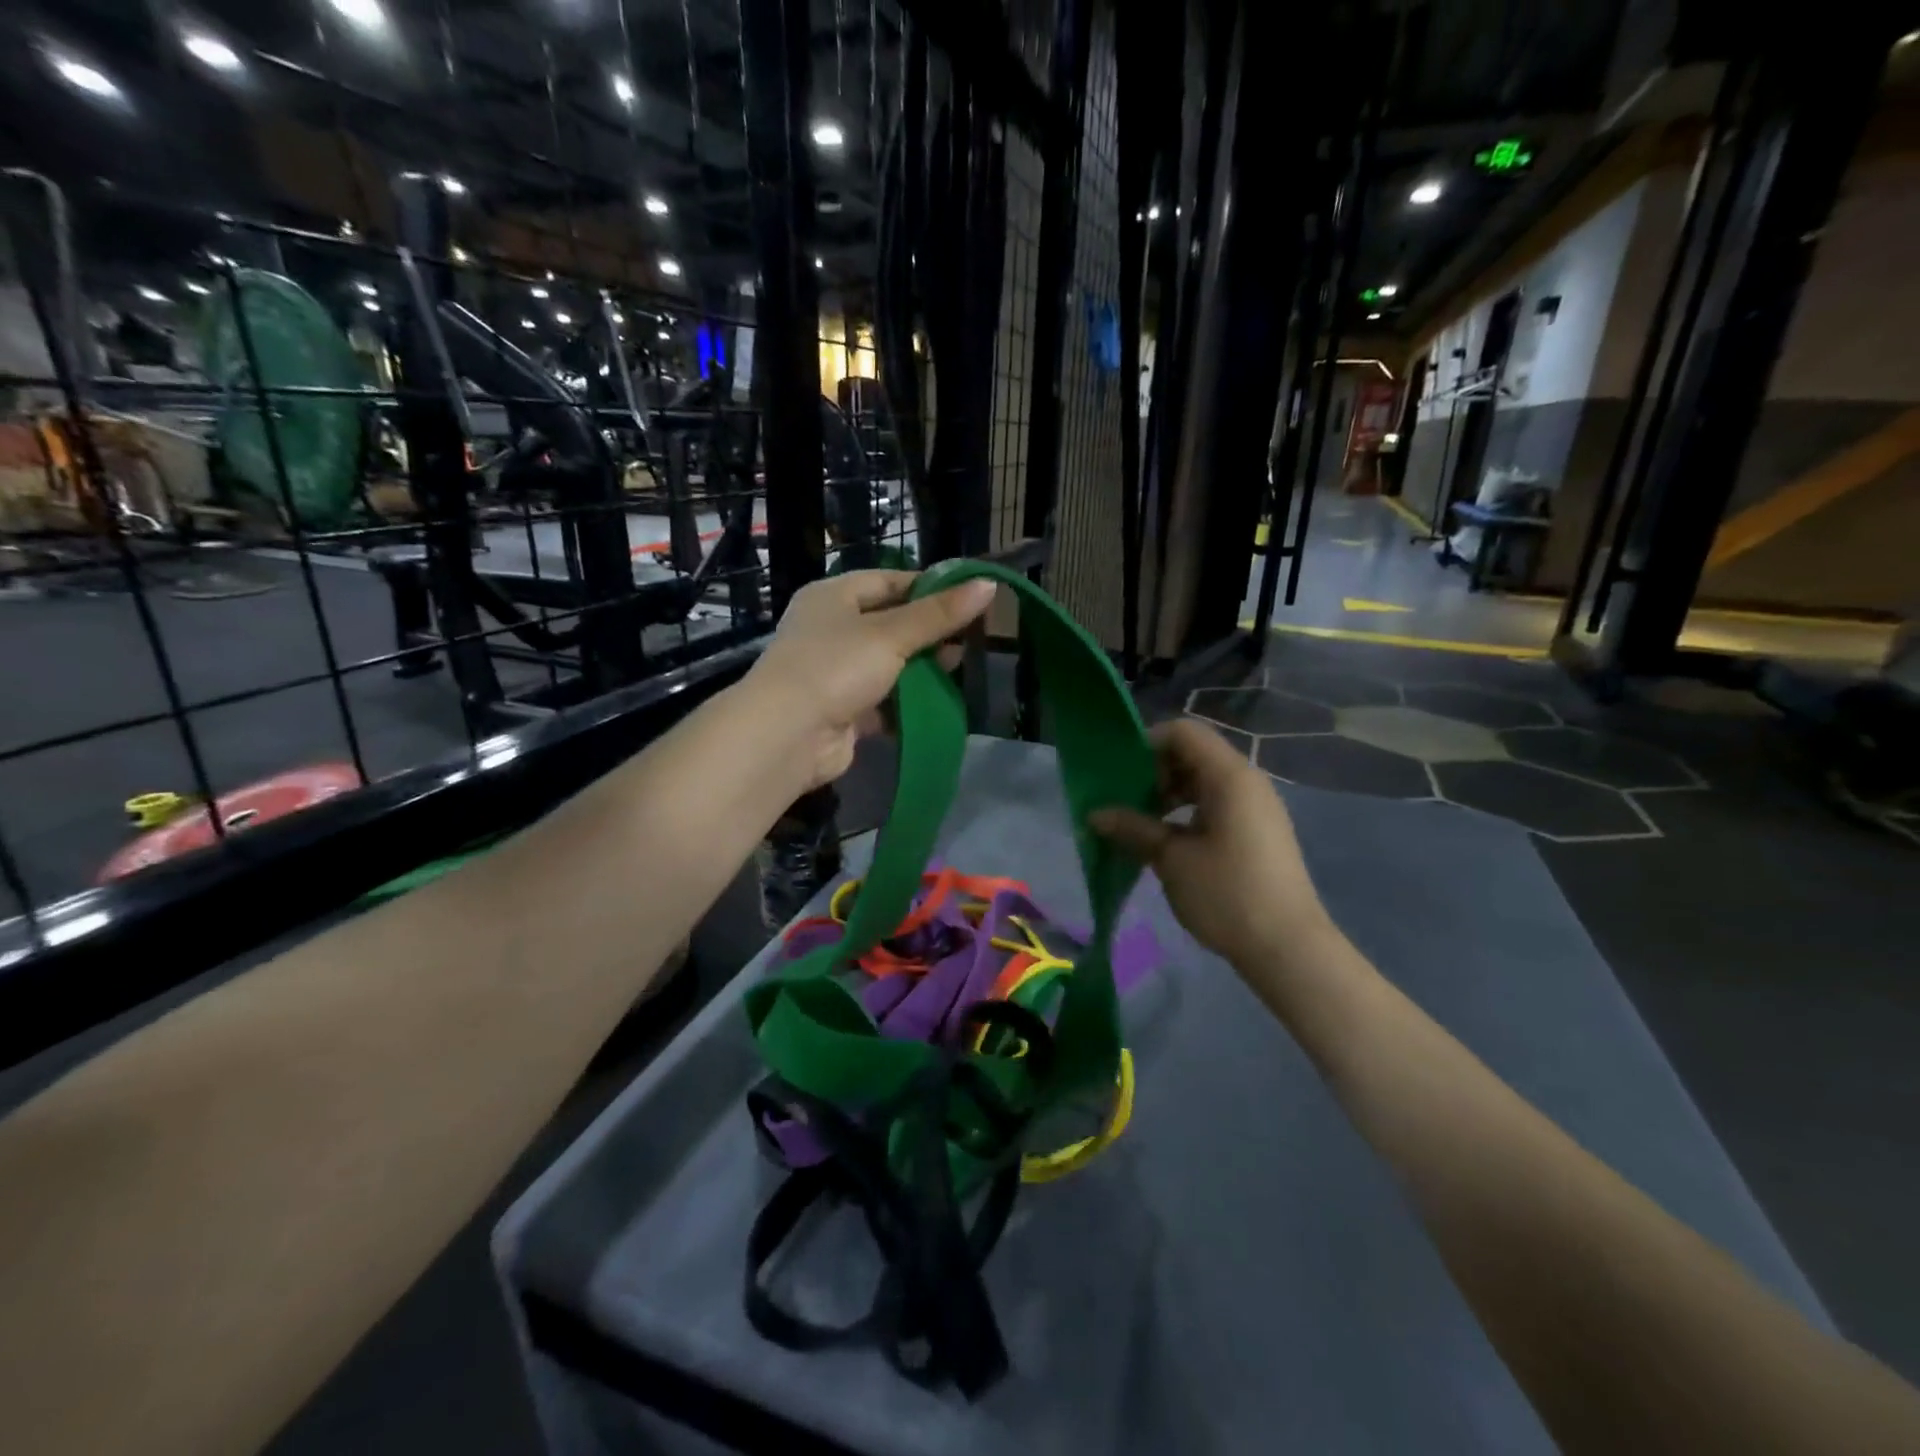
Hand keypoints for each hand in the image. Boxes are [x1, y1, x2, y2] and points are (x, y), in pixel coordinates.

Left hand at [747, 570, 996, 788]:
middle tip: (971, 637)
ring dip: (921, 668)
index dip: (928, 586)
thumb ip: (939, 614)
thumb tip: (988, 585)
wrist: (788, 735)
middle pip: (890, 623)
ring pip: (888, 664)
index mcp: (833, 597)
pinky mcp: (842, 710)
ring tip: (960, 666)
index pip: (888, 581)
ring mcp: (835, 672)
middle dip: (929, 631)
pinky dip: (907, 701)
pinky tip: (938, 701)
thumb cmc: (836, 667)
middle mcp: (830, 630)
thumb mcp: (892, 634)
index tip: (968, 596)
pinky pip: (882, 700)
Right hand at [1090, 718, 1336, 973]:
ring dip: (1168, 794)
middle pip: (1193, 754)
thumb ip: (1133, 828)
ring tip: (1140, 824)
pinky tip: (1166, 841)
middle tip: (1124, 802)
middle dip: (1154, 772)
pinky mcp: (1257, 831)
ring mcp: (1255, 807)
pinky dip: (1187, 812)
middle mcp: (1247, 781)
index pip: (1183, 732)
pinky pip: (1216, 804)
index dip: (1147, 743)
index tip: (1119, 773)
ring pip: (1203, 781)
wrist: (1287, 948)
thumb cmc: (1227, 894)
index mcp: (1230, 776)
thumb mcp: (1172, 859)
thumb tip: (1095, 814)